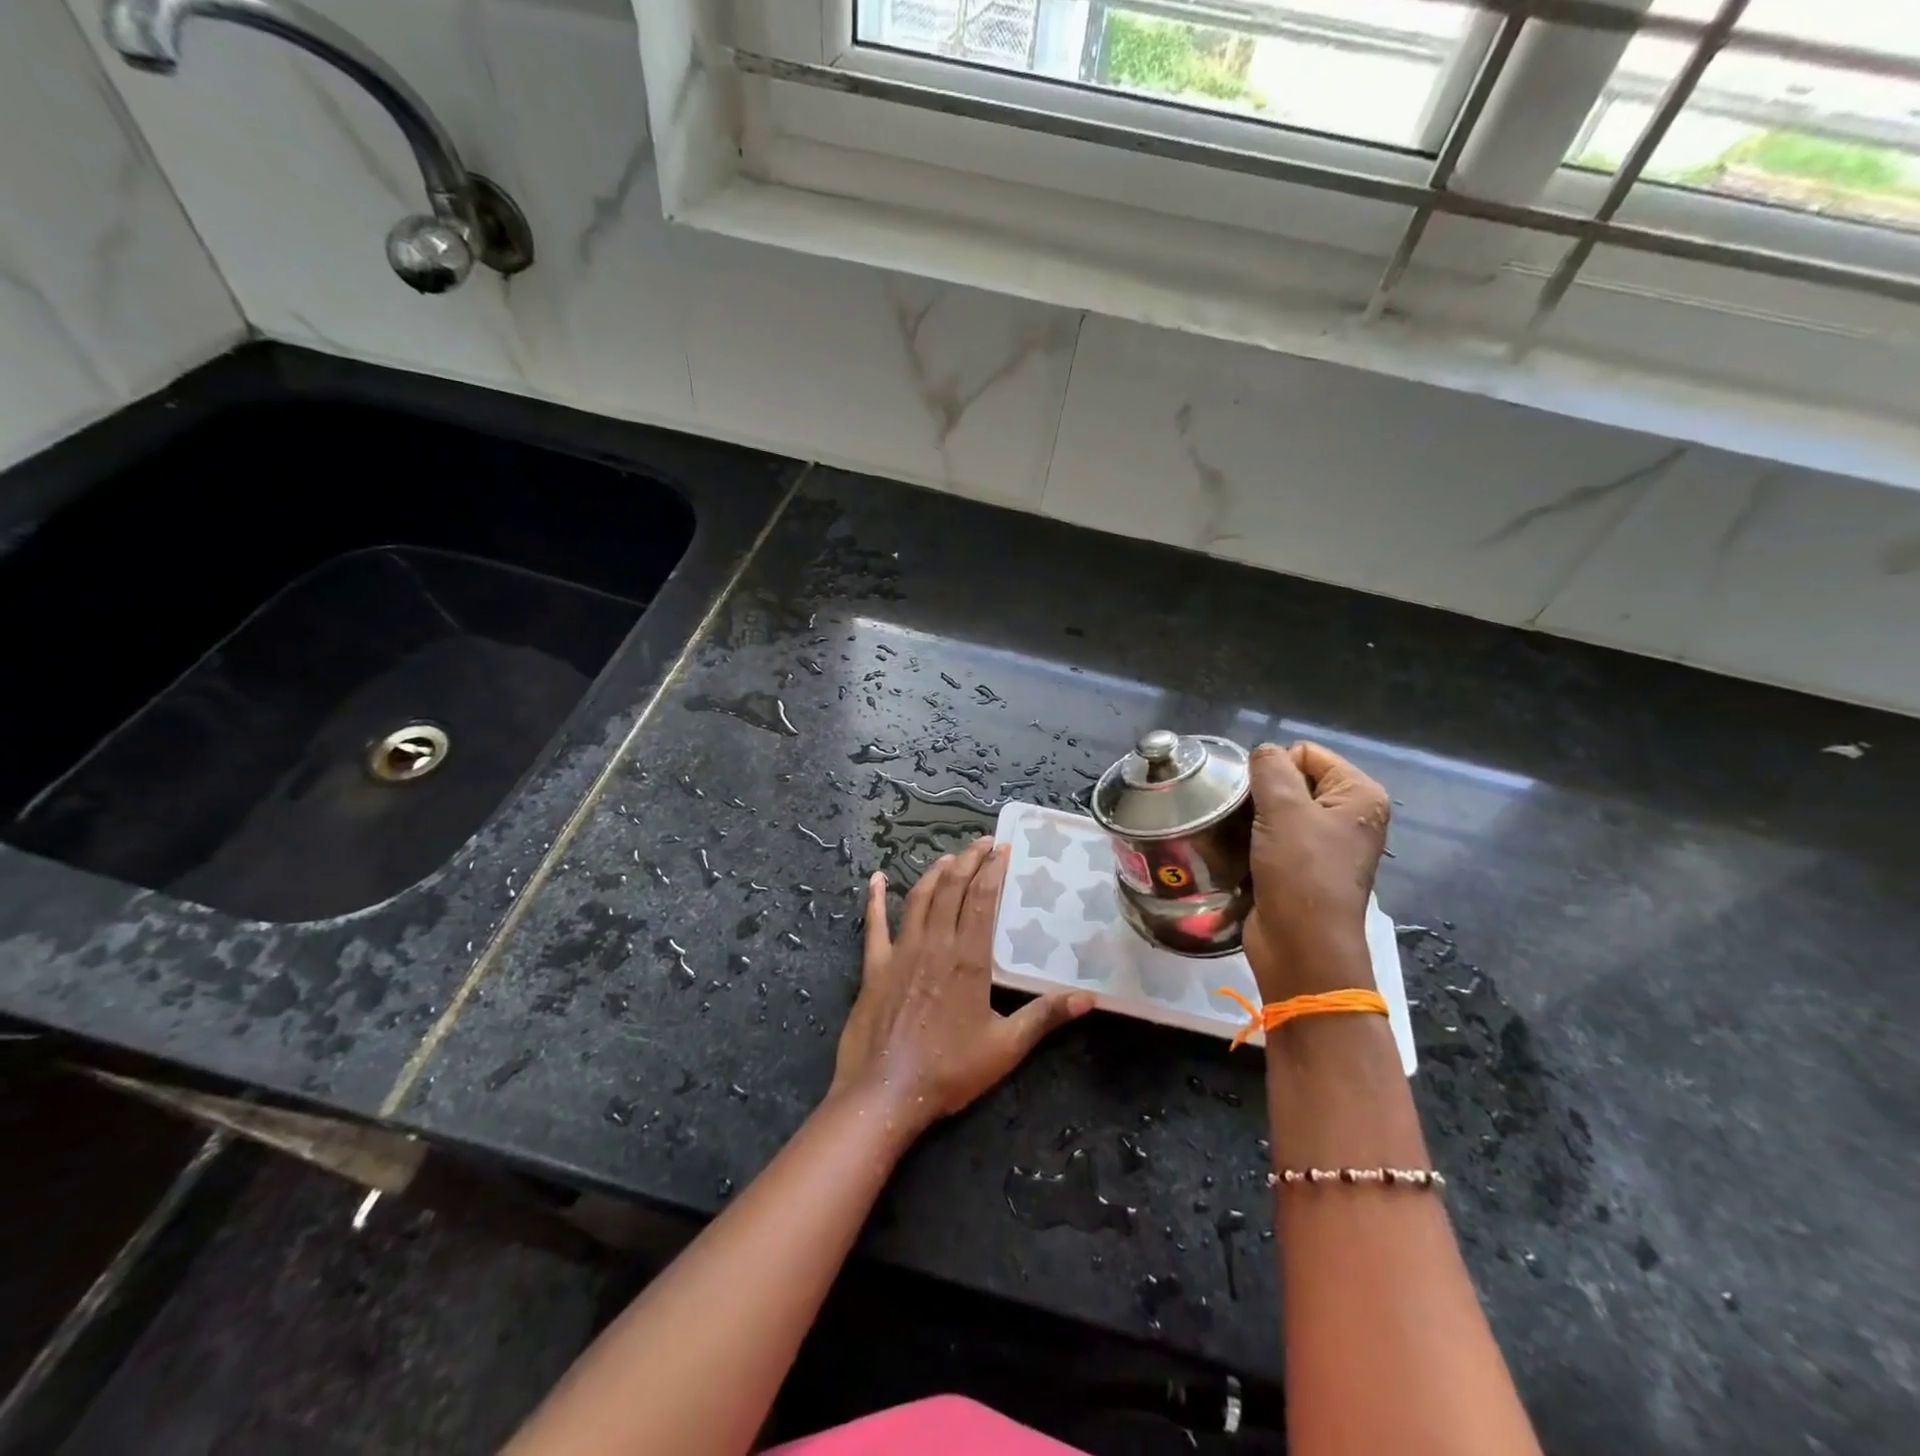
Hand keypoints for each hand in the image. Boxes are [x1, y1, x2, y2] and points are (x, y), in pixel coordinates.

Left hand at [832, 836, 1091, 1138]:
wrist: (885, 1092)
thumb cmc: (949, 1070)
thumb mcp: (1005, 1047)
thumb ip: (1045, 1017)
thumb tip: (1089, 998)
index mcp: (968, 959)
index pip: (983, 900)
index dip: (993, 870)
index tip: (1002, 849)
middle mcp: (934, 944)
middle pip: (952, 889)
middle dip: (968, 861)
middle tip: (981, 843)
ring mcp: (900, 952)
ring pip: (919, 899)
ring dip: (934, 873)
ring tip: (949, 857)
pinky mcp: (873, 966)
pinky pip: (874, 924)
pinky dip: (875, 899)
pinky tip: (875, 879)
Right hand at [1242, 741, 1390, 1001]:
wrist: (1301, 948)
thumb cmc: (1301, 874)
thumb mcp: (1284, 810)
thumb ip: (1270, 769)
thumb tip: (1263, 752)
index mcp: (1359, 795)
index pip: (1306, 753)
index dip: (1276, 770)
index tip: (1261, 802)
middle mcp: (1348, 815)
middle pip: (1291, 780)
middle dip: (1262, 795)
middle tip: (1245, 820)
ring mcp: (1326, 843)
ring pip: (1276, 810)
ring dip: (1253, 820)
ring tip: (1239, 837)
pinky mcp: (1302, 867)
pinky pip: (1272, 837)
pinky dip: (1254, 841)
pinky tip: (1241, 854)